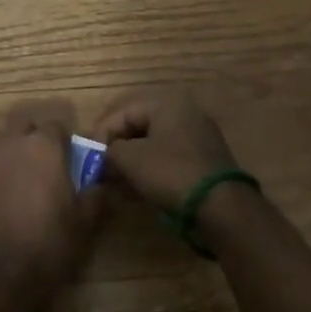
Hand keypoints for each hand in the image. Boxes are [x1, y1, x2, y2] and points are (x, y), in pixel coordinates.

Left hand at [0, 101, 100, 303]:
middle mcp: (13, 143)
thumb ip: (94, 195)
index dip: (64, 140)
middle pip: (24, 125)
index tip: (69, 158)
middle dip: (34, 137)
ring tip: (18, 171)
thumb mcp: (83, 223)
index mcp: (44, 146)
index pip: (56, 125)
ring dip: (9, 147)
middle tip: (44, 164)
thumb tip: (100, 182)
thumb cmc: (47, 245)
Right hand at [92, 91, 239, 214]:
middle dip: (115, 149)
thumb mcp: (131, 160)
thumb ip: (110, 152)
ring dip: (130, 163)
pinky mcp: (203, 161)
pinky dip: (149, 171)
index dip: (100, 134)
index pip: (122, 112)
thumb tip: (102, 157)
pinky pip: (167, 159)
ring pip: (152, 144)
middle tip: (100, 171)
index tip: (88, 158)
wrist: (222, 209)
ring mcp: (196, 136)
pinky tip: (136, 190)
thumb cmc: (172, 173)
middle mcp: (183, 112)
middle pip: (137, 126)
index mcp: (166, 103)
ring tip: (115, 184)